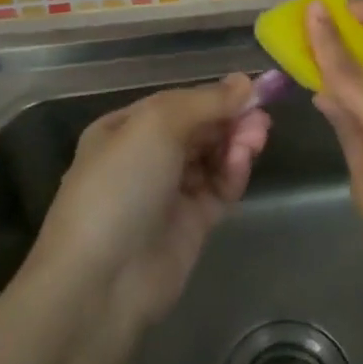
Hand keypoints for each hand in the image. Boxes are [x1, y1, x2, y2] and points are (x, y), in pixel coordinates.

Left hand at [32, 75, 269, 328]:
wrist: (101, 282)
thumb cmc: (120, 186)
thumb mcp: (157, 126)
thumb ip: (205, 102)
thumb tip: (244, 81)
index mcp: (125, 129)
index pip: (179, 102)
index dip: (214, 95)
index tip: (252, 90)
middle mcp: (146, 157)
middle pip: (199, 128)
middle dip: (230, 119)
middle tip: (261, 117)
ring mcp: (169, 193)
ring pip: (213, 157)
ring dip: (236, 143)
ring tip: (257, 137)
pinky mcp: (191, 225)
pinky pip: (219, 189)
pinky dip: (233, 173)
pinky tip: (243, 162)